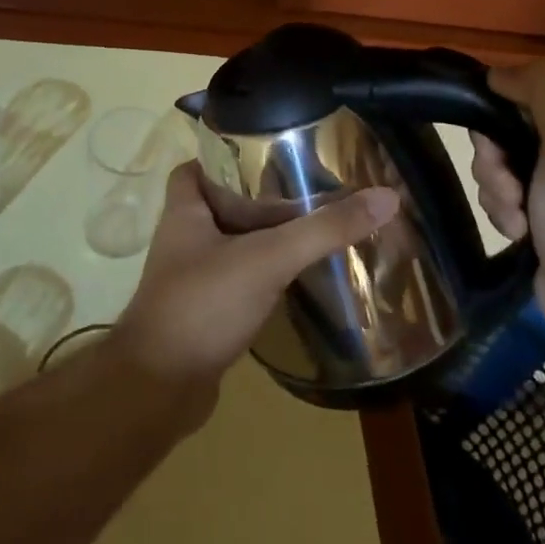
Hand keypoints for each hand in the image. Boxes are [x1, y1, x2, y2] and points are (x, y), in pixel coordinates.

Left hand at [111, 162, 398, 412]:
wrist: (159, 390)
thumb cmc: (202, 306)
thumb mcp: (267, 259)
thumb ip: (323, 230)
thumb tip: (385, 197)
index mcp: (185, 212)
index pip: (195, 168)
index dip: (224, 156)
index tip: (267, 153)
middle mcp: (184, 240)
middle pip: (221, 205)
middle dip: (258, 198)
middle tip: (306, 190)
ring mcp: (192, 279)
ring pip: (232, 245)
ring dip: (264, 239)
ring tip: (312, 228)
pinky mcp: (204, 313)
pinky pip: (238, 282)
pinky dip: (263, 276)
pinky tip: (296, 279)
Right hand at [470, 60, 544, 340]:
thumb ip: (542, 87)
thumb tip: (498, 74)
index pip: (528, 86)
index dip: (501, 110)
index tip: (495, 142)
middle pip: (508, 126)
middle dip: (496, 159)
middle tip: (509, 187)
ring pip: (500, 162)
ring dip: (497, 190)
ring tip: (518, 220)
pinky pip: (506, 195)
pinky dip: (504, 212)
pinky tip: (519, 233)